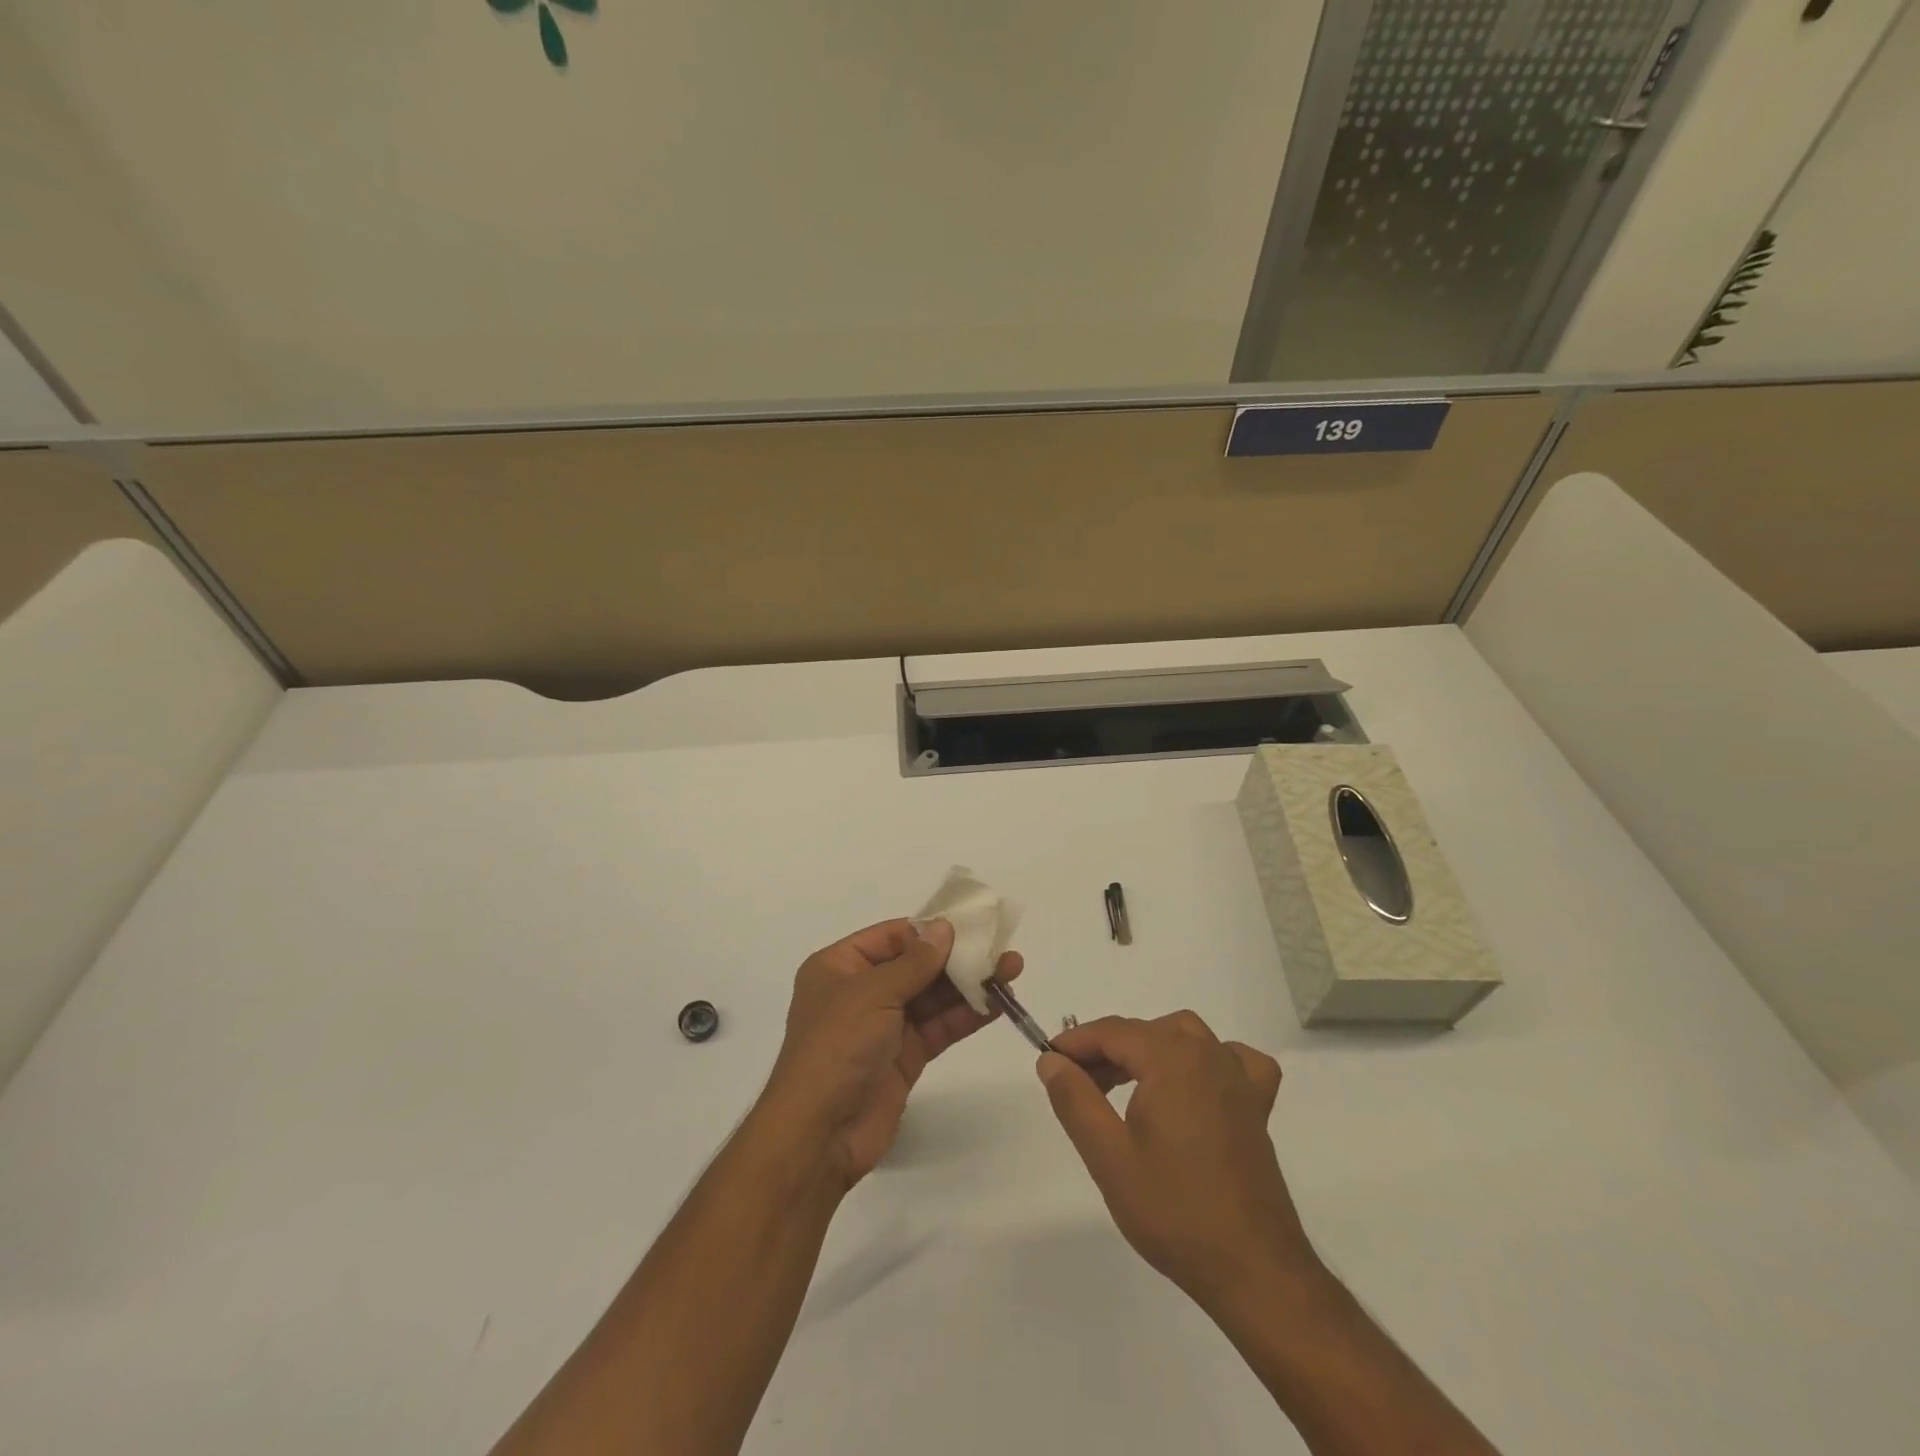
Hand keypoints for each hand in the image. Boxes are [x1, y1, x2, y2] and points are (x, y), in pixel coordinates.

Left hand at [762, 918, 1021, 1187]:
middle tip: (1001, 948)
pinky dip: (966, 1014)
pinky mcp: (904, 1057)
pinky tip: (998, 1003)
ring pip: (932, 996)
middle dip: (957, 957)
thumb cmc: (837, 1047)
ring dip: (969, 984)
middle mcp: (860, 991)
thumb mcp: (872, 993)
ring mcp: (883, 1026)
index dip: (929, 931)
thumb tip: (944, 928)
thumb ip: (914, 962)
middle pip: (915, 965)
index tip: (970, 925)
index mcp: (839, 967)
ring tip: (1011, 970)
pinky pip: (938, 1027)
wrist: (820, 1133)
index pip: (891, 937)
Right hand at [1037, 1012, 1313, 1307]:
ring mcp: (1238, 1079)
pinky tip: (1195, 1083)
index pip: (1112, 1032)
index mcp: (1171, 1059)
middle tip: (1078, 1084)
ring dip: (1149, 1049)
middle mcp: (1207, 1054)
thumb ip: (1075, 1099)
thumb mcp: (1109, 1157)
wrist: (1254, 1271)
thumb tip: (1051, 1061)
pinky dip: (1208, 1060)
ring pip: (1185, 1037)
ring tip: (1122, 1083)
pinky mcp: (1257, 1108)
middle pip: (1146, 1032)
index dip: (1075, 1042)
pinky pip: (1232, 1060)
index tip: (1048, 1061)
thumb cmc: (1174, 1211)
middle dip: (1106, 1049)